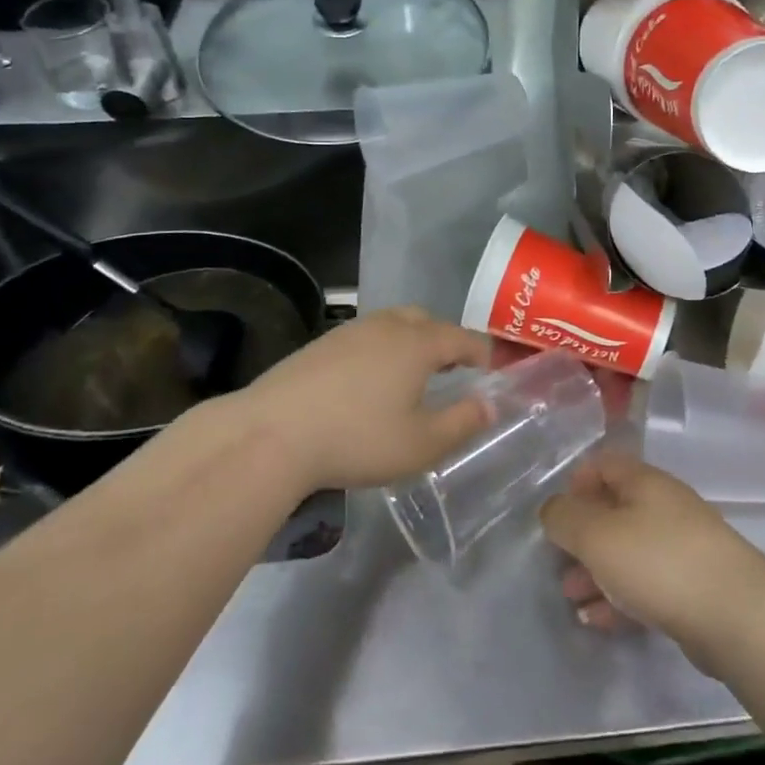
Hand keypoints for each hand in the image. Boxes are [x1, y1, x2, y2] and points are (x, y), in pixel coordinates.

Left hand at [235, 307, 492, 492]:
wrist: (273, 433)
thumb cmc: (357, 438)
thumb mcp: (421, 444)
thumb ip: (462, 423)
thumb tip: (489, 405)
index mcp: (418, 343)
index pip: (463, 338)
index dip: (482, 353)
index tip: (491, 370)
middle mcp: (387, 326)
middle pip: (427, 321)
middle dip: (446, 341)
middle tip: (452, 370)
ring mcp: (351, 331)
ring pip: (393, 324)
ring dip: (411, 342)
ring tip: (412, 376)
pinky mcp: (322, 344)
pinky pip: (365, 337)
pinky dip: (380, 350)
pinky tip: (369, 382)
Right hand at [540, 452, 764, 663]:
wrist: (736, 615)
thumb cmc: (658, 562)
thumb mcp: (597, 535)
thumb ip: (565, 518)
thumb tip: (553, 510)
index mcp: (644, 482)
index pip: (604, 464)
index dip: (576, 483)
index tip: (558, 514)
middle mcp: (664, 506)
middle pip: (614, 511)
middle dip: (582, 537)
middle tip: (558, 564)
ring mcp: (682, 547)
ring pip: (628, 551)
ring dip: (596, 571)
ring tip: (572, 599)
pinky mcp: (693, 587)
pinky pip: (646, 584)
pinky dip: (619, 597)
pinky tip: (598, 621)